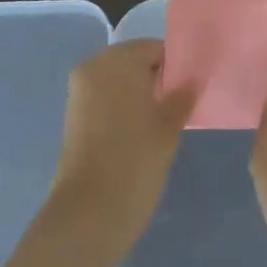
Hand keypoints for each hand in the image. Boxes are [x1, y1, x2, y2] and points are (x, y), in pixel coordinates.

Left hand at [46, 40, 195, 261]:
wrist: (87, 217)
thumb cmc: (135, 163)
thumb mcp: (169, 128)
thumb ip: (183, 96)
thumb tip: (194, 78)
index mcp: (120, 59)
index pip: (157, 49)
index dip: (177, 68)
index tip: (191, 91)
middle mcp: (95, 65)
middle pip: (135, 61)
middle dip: (156, 80)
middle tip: (179, 107)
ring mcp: (80, 90)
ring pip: (119, 81)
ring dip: (138, 95)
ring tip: (161, 123)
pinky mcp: (72, 116)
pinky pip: (104, 99)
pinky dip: (121, 109)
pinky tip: (138, 134)